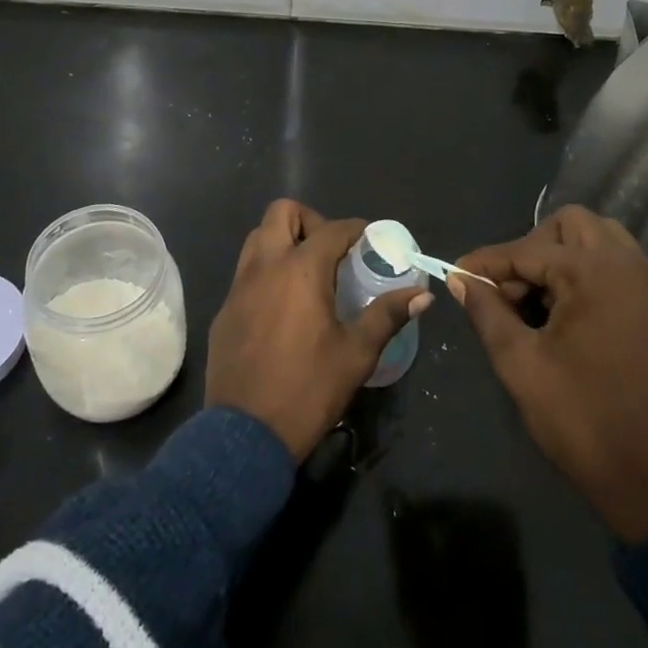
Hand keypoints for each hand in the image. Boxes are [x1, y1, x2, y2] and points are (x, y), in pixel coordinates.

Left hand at [208, 201, 433, 461]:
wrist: (245, 434)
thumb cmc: (308, 389)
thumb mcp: (356, 354)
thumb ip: (387, 316)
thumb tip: (422, 295)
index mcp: (301, 270)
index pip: (331, 228)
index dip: (355, 229)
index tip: (370, 240)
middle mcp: (265, 266)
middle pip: (281, 212)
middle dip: (309, 220)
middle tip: (330, 251)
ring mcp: (239, 286)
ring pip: (258, 237)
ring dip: (283, 240)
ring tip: (307, 272)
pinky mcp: (224, 309)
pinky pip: (245, 271)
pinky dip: (266, 271)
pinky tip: (282, 305)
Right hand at [453, 206, 647, 542]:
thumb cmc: (582, 420)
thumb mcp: (520, 363)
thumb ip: (487, 312)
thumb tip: (460, 279)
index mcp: (595, 273)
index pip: (527, 249)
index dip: (486, 262)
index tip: (455, 273)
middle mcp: (629, 265)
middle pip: (569, 225)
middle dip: (530, 247)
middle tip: (506, 289)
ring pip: (597, 239)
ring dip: (560, 255)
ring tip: (534, 297)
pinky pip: (616, 265)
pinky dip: (585, 272)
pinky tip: (563, 310)